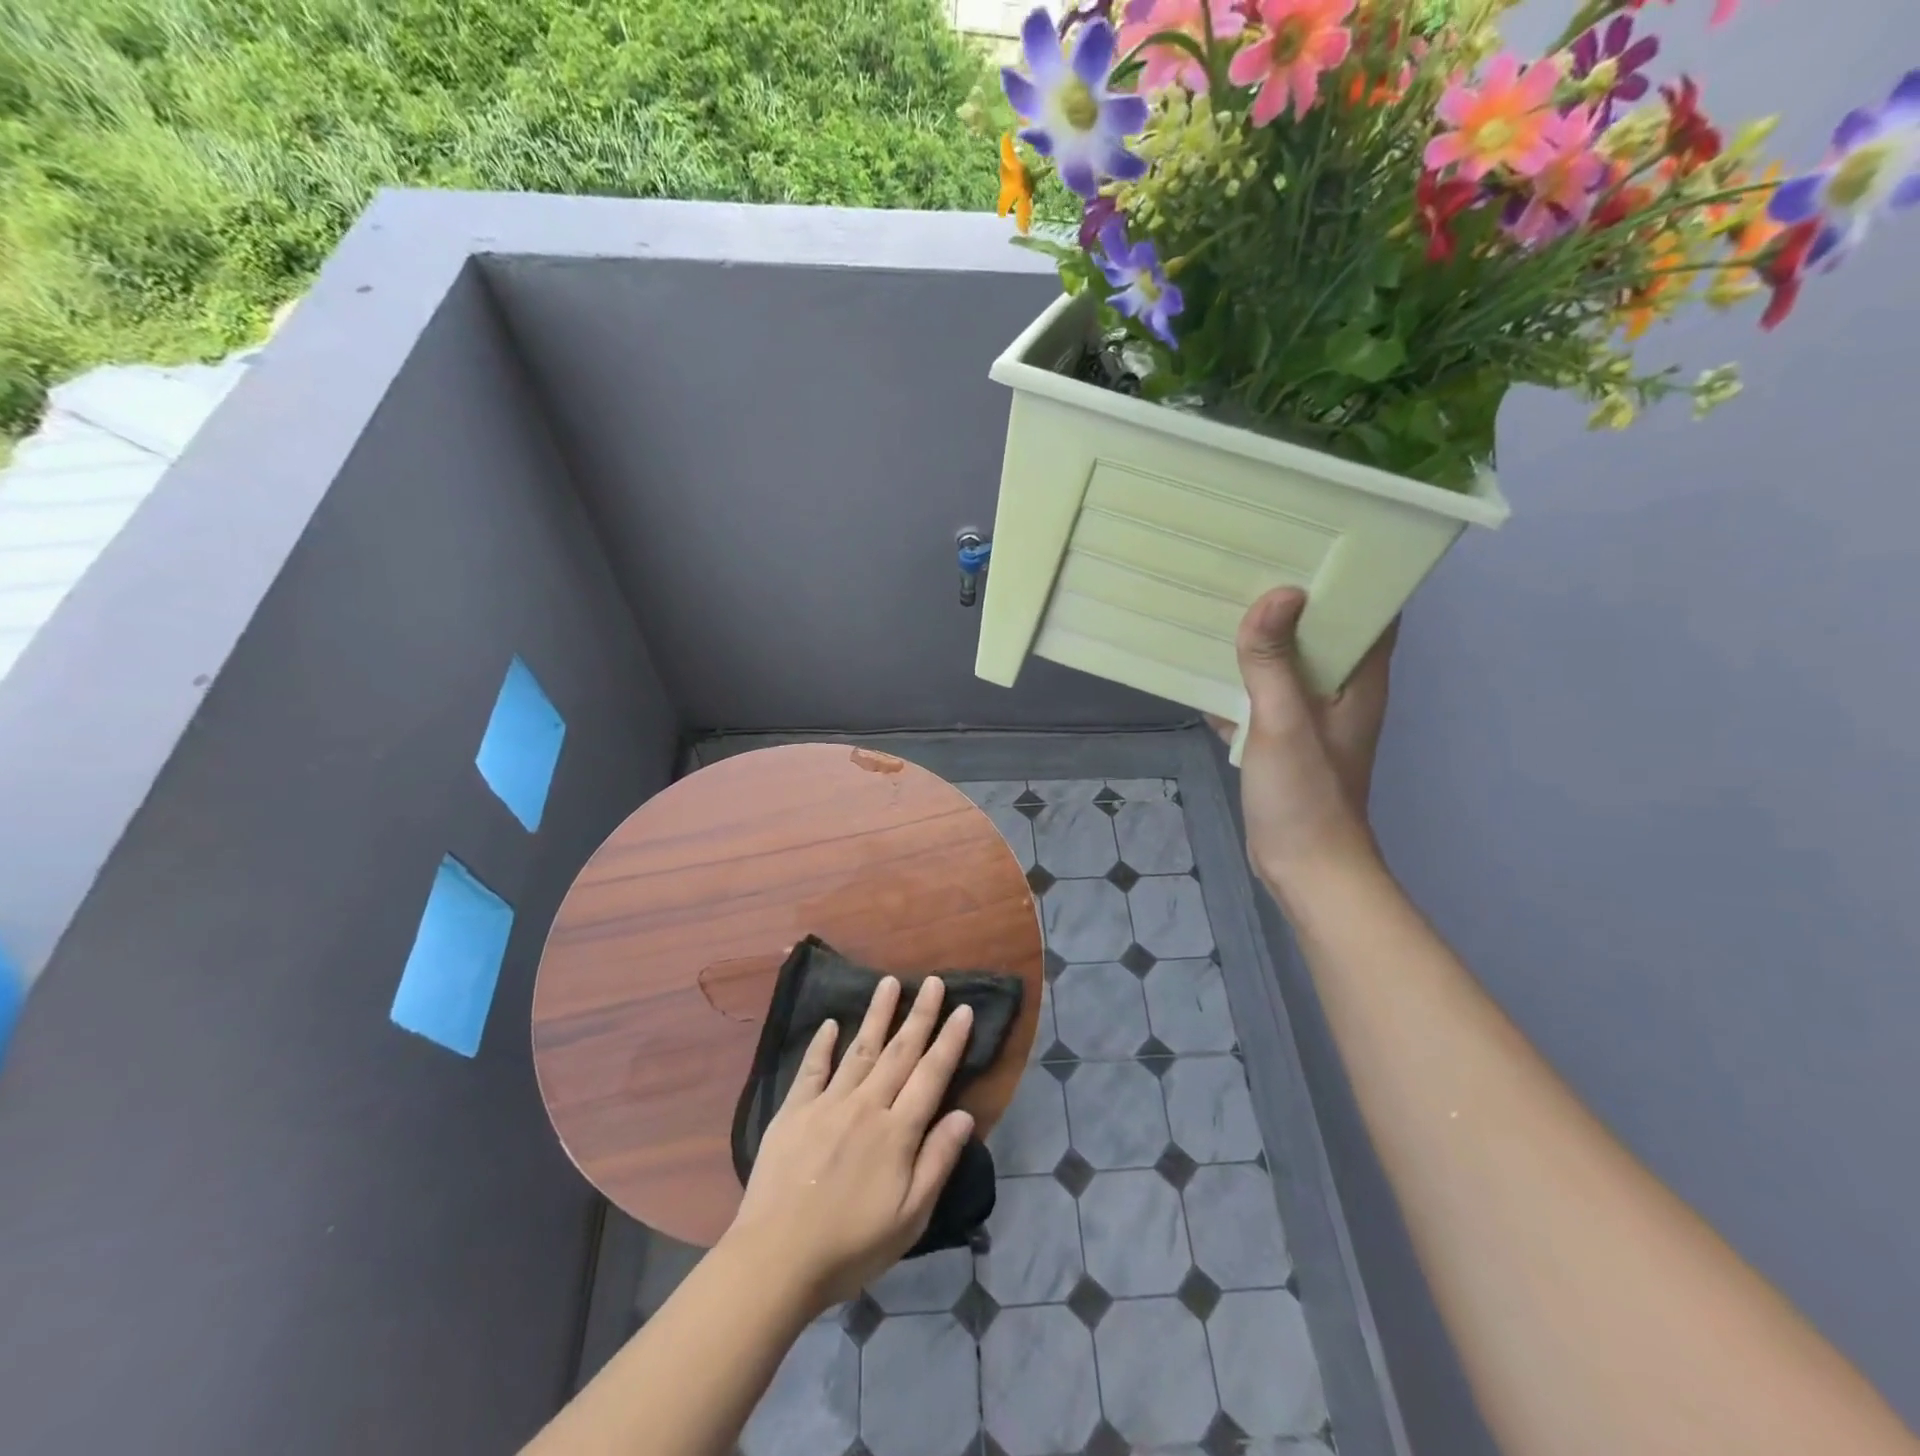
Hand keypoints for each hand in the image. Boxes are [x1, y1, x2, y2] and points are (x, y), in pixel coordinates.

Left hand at [725, 976, 975, 1311]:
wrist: (776, 1260)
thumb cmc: (850, 1246)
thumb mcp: (909, 1218)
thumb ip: (937, 1161)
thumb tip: (963, 1115)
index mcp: (897, 1132)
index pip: (931, 1075)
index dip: (949, 1041)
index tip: (963, 1009)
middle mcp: (865, 1106)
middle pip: (899, 1052)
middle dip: (919, 1015)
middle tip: (933, 981)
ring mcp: (827, 1104)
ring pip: (859, 1049)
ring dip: (877, 1015)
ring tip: (888, 982)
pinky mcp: (793, 1111)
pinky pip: (812, 1069)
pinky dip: (822, 1045)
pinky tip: (831, 1024)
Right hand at [1208, 587, 1397, 890]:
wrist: (1302, 865)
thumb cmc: (1306, 795)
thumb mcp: (1284, 723)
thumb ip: (1274, 662)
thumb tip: (1276, 593)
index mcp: (1359, 679)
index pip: (1370, 610)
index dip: (1347, 575)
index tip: (1308, 540)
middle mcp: (1340, 689)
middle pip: (1320, 630)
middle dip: (1288, 600)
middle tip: (1248, 561)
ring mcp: (1309, 715)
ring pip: (1285, 662)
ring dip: (1258, 639)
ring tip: (1220, 602)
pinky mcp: (1281, 737)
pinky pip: (1259, 695)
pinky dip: (1236, 680)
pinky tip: (1201, 666)